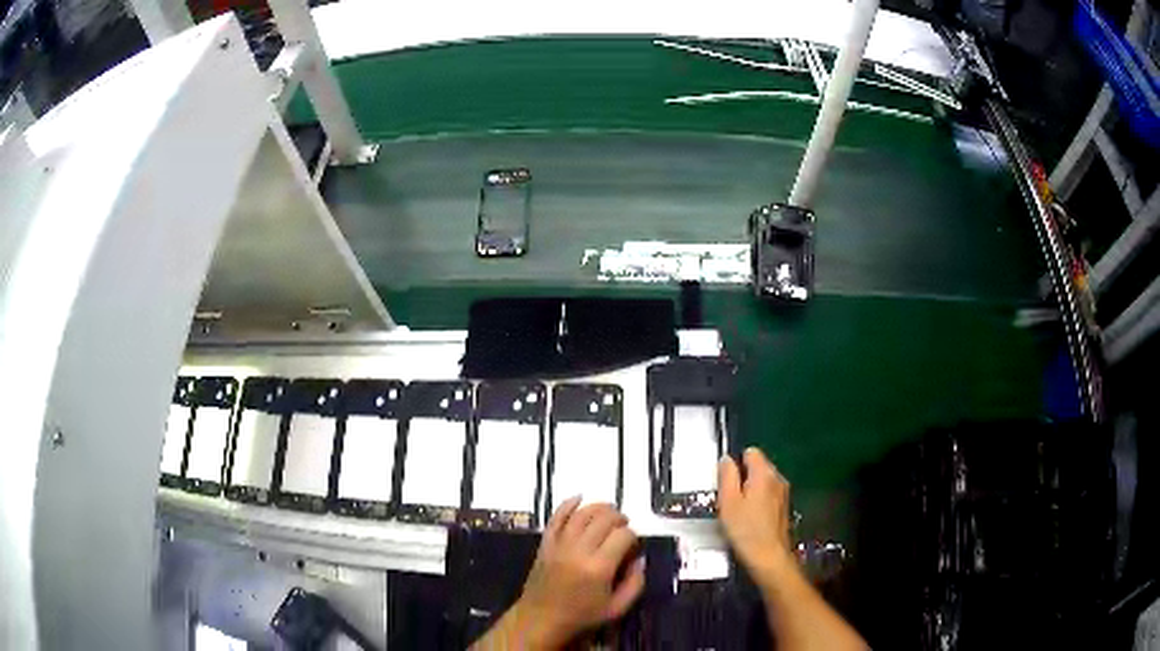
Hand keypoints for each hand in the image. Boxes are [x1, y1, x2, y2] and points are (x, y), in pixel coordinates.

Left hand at [513, 498, 644, 647]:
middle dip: (619, 518)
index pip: (623, 535)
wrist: (540, 620)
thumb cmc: (581, 617)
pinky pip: (556, 517)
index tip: (633, 546)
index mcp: (599, 567)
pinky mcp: (546, 544)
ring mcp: (560, 545)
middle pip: (604, 519)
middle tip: (625, 527)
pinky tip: (579, 499)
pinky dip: (568, 505)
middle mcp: (579, 550)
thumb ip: (635, 583)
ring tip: (610, 513)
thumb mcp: (617, 608)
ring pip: (582, 513)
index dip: (633, 536)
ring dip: (599, 508)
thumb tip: (639, 559)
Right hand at [718, 448, 797, 589]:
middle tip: (729, 499)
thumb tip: (726, 459)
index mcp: (764, 473)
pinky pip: (768, 494)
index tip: (725, 482)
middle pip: (757, 466)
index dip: (735, 463)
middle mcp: (778, 478)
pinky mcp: (784, 506)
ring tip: (738, 511)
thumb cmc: (745, 530)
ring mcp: (783, 492)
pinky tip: (750, 519)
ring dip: (750, 491)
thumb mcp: (728, 502)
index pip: (750, 452)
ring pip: (762, 481)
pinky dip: (758, 501)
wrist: (769, 557)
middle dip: (742, 477)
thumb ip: (727, 476)